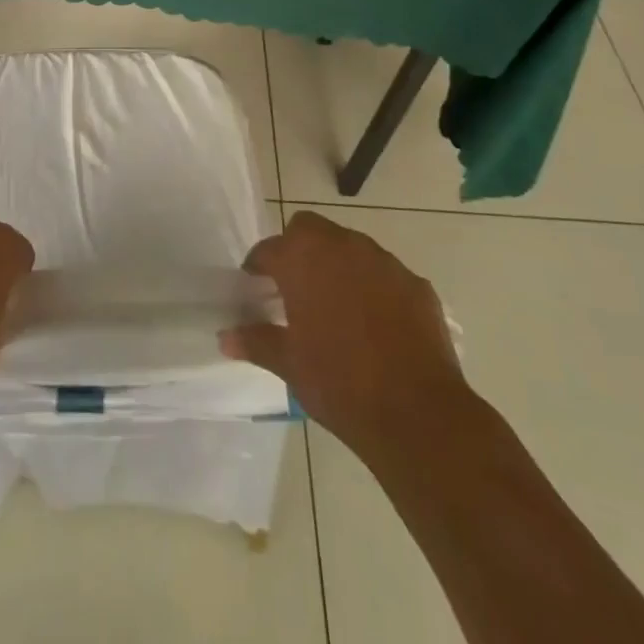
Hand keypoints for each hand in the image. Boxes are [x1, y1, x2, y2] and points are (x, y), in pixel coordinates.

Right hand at [221, 211, 467, 464]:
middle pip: (309, 229)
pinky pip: (385, 274)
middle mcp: (342, 246)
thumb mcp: (290, 364)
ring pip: (350, 247)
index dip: (258, 266)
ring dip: (337, 265)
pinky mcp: (416, 283)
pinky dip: (374, 287)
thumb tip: (225, 337)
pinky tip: (375, 324)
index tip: (255, 286)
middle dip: (297, 249)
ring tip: (335, 305)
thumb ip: (256, 342)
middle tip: (294, 287)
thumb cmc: (339, 384)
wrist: (417, 413)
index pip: (269, 248)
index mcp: (303, 259)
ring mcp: (383, 261)